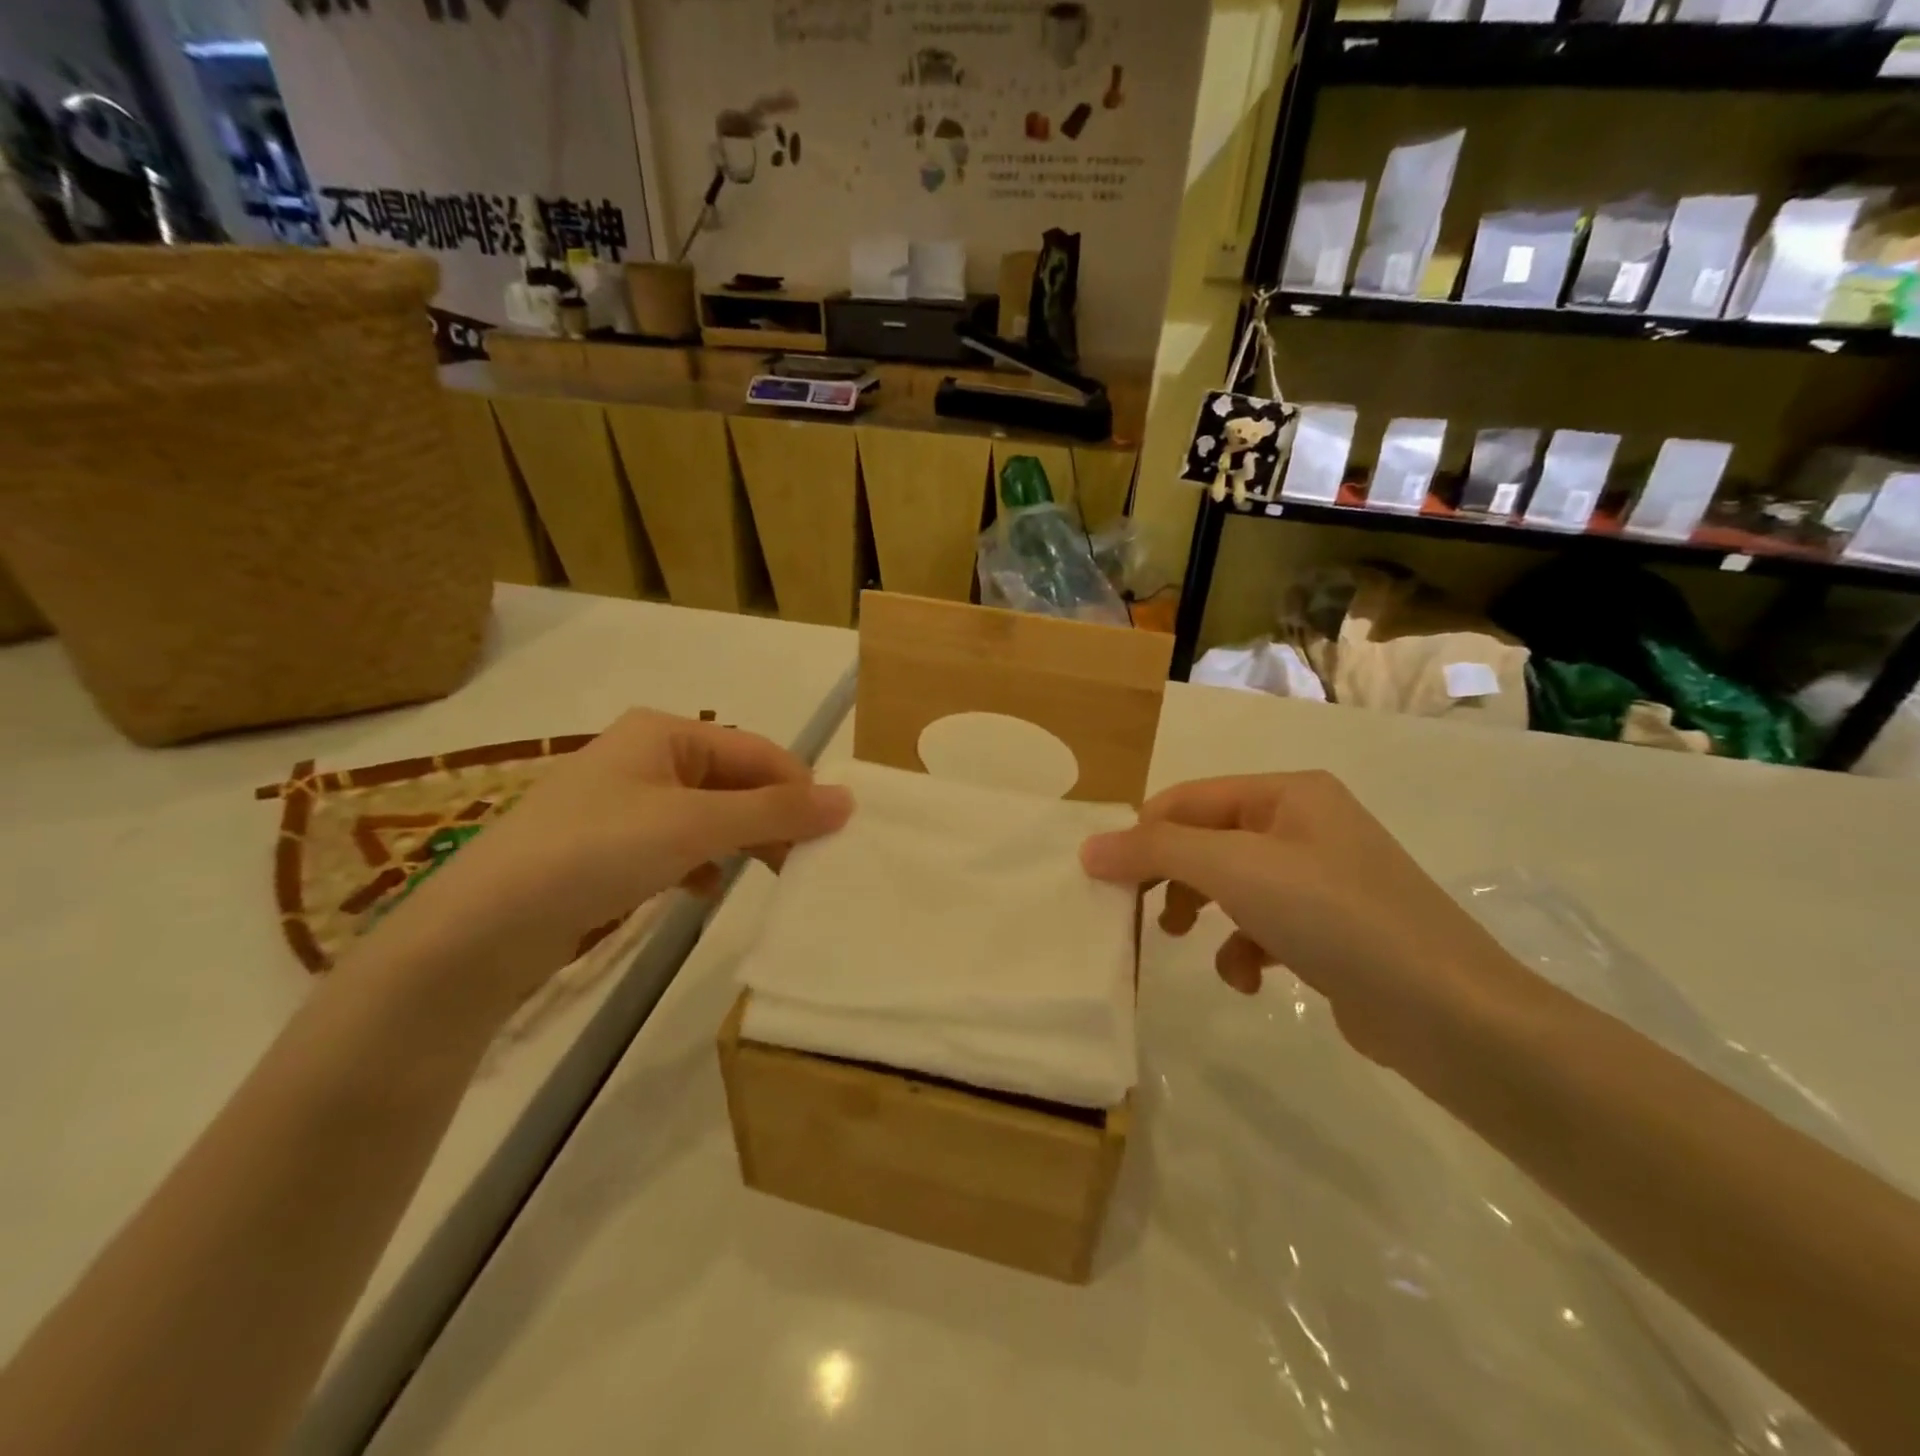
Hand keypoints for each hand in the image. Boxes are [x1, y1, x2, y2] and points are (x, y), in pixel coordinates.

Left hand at [362, 710, 852, 1011]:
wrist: (483, 928)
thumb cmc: (596, 852)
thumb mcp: (695, 825)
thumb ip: (774, 811)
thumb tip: (848, 800)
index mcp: (666, 732)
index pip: (758, 750)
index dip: (800, 788)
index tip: (834, 833)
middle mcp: (647, 757)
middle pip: (735, 781)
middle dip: (772, 818)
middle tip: (807, 861)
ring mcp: (625, 802)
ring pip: (709, 815)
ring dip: (742, 841)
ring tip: (770, 876)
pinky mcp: (609, 846)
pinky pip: (677, 844)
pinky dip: (702, 862)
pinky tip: (705, 889)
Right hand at [1080, 771, 1527, 1069]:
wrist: (1449, 1015)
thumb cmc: (1335, 918)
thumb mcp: (1235, 870)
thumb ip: (1157, 851)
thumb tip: (1088, 848)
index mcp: (1289, 793)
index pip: (1189, 799)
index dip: (1143, 834)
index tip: (1106, 879)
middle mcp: (1306, 825)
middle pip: (1208, 841)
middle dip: (1174, 878)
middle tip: (1141, 914)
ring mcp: (1323, 879)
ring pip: (1232, 886)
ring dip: (1206, 915)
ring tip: (1195, 945)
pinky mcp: (1332, 930)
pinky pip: (1264, 927)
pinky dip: (1245, 950)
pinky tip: (1252, 979)